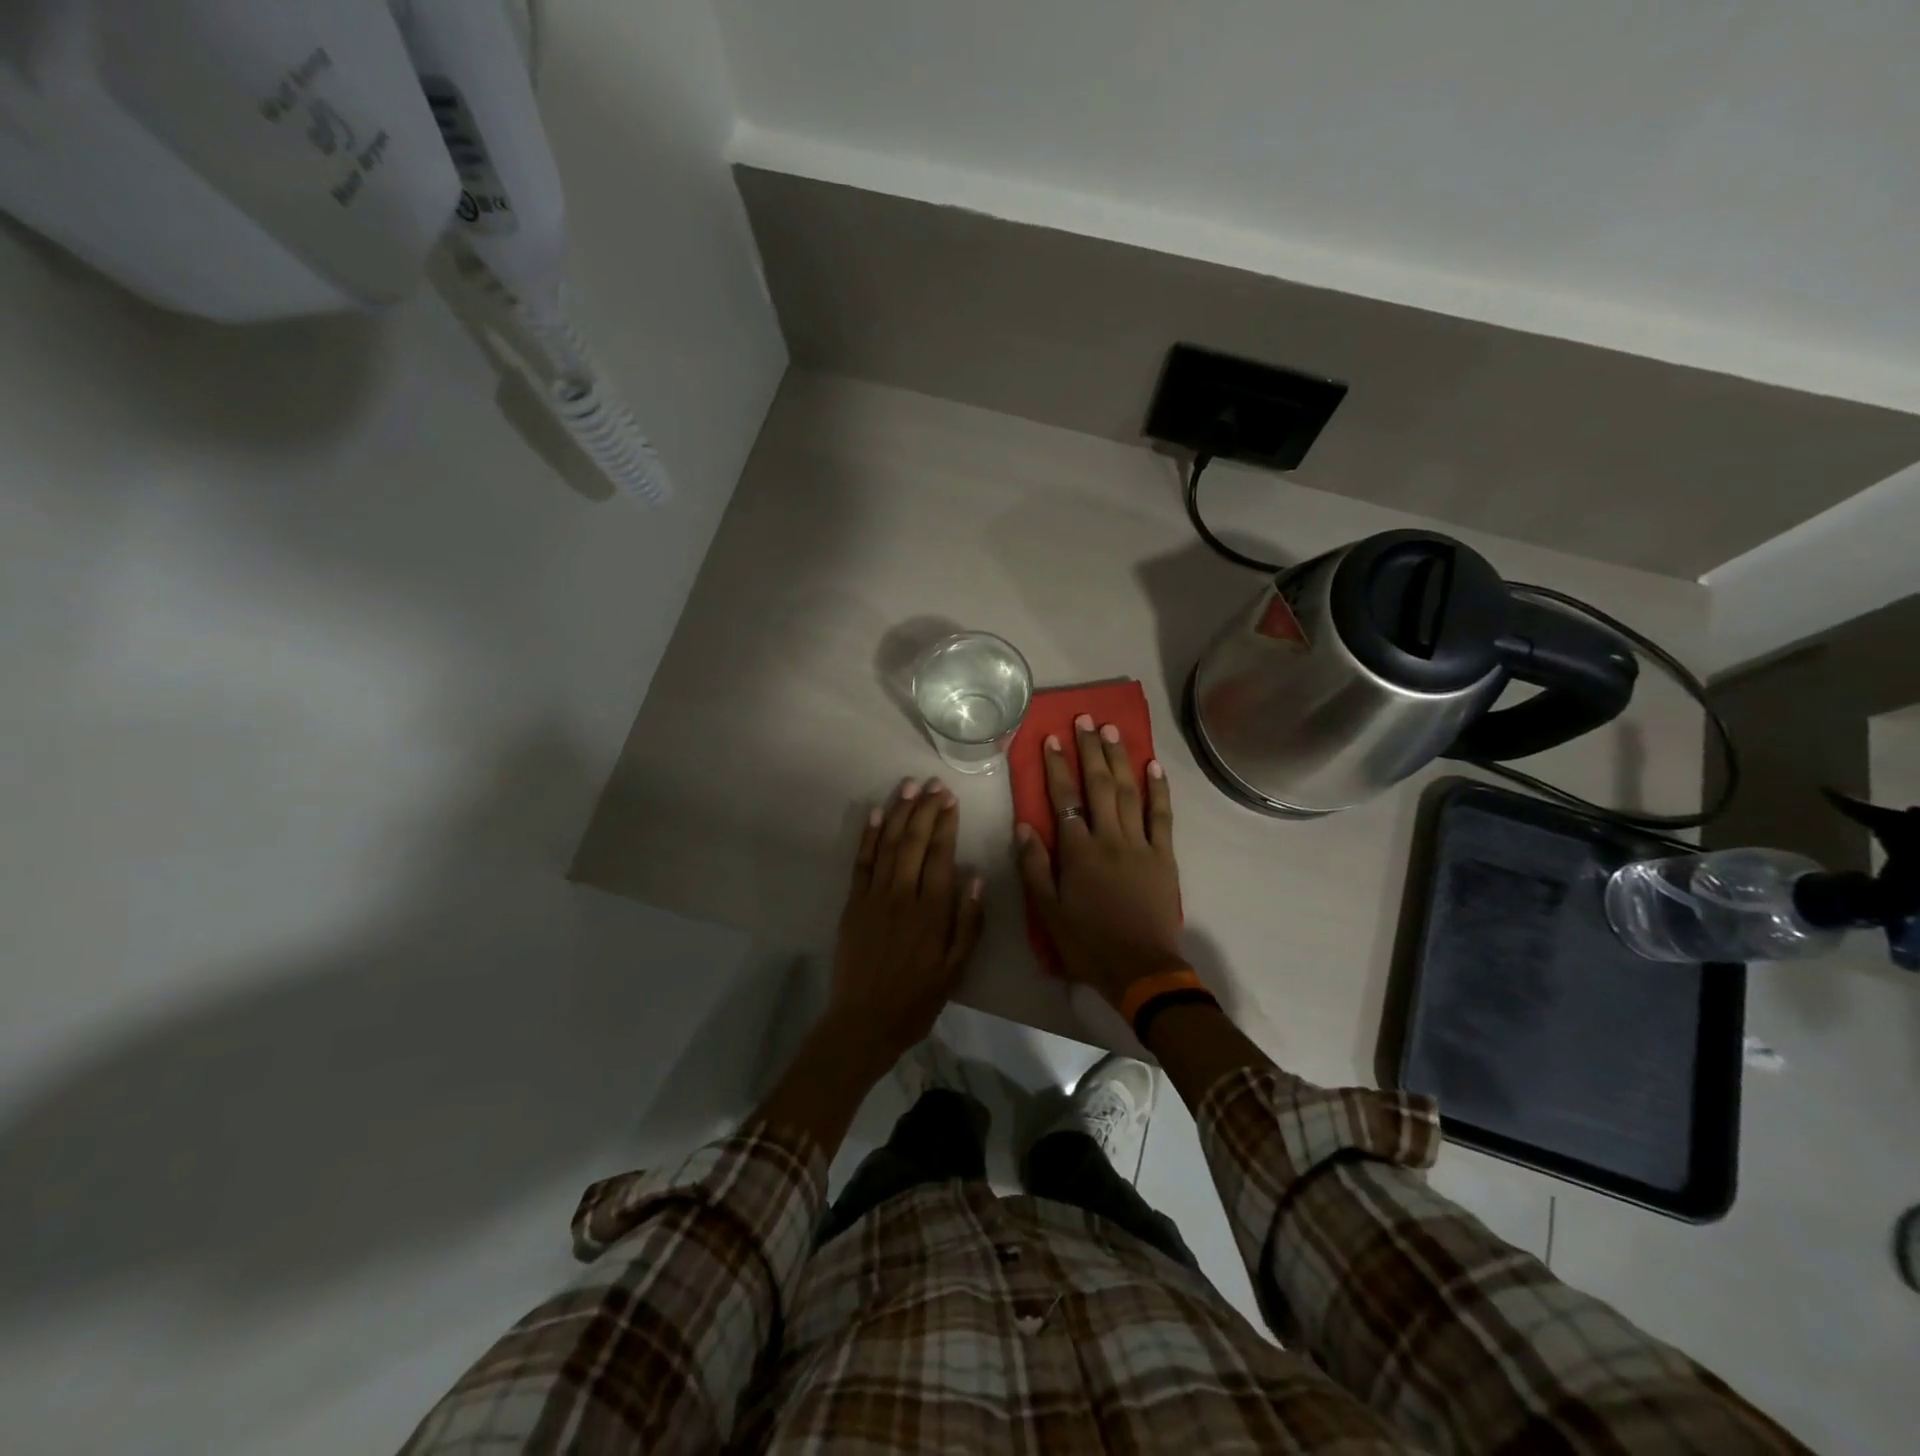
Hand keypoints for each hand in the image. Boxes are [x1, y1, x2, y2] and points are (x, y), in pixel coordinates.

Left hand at [827, 776, 984, 1073]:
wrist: (864, 1022)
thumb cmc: (916, 999)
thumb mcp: (955, 970)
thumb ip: (968, 923)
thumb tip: (975, 877)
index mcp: (932, 912)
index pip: (941, 856)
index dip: (946, 825)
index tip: (951, 800)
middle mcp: (903, 896)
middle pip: (914, 843)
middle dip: (925, 810)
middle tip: (934, 784)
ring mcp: (874, 897)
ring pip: (888, 845)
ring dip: (899, 813)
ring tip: (909, 787)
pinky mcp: (853, 904)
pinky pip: (861, 862)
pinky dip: (868, 836)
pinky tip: (876, 814)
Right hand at [1014, 715, 1184, 1006]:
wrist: (1140, 969)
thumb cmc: (1087, 942)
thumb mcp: (1048, 911)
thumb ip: (1034, 866)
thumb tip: (1024, 825)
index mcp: (1078, 852)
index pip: (1064, 799)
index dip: (1057, 767)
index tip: (1052, 738)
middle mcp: (1109, 838)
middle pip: (1099, 785)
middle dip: (1090, 750)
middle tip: (1086, 720)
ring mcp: (1140, 844)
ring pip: (1129, 792)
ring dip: (1120, 759)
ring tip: (1112, 731)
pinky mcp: (1164, 856)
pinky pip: (1163, 816)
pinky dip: (1158, 789)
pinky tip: (1153, 766)